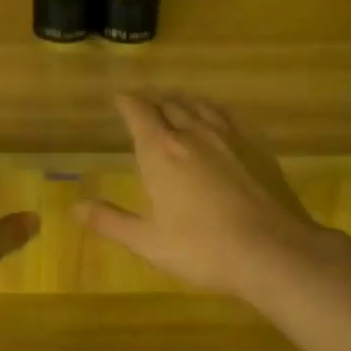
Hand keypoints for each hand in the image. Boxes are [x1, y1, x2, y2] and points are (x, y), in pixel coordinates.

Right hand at [75, 93, 328, 297]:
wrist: (274, 251)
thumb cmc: (204, 249)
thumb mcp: (149, 242)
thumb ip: (111, 222)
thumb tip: (76, 208)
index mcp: (162, 153)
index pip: (139, 113)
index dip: (126, 103)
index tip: (119, 99)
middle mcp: (193, 134)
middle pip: (169, 105)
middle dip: (153, 103)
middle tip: (144, 108)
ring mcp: (229, 137)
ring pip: (200, 106)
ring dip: (182, 103)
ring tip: (176, 108)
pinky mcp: (257, 147)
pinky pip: (228, 117)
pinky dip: (213, 112)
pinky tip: (216, 122)